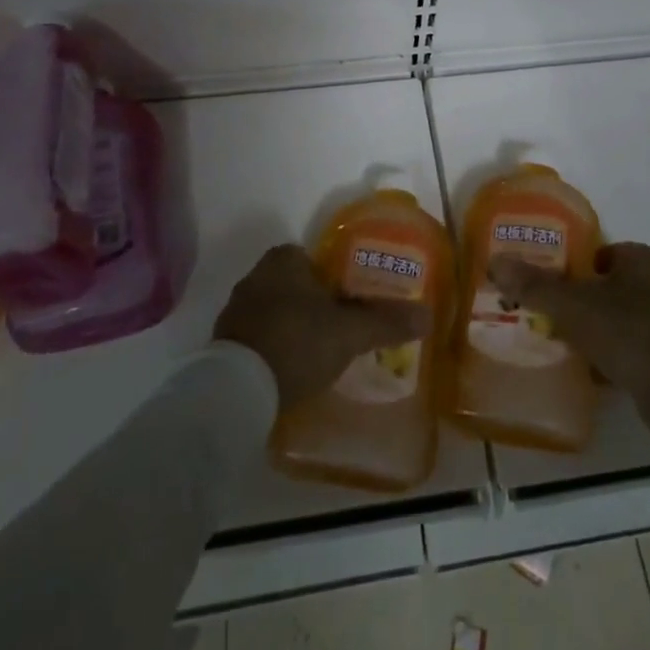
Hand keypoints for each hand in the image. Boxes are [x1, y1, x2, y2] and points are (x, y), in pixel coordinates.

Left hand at [214, 244, 429, 407]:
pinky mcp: (222, 345)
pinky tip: (288, 372)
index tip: (347, 303)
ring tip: (315, 355)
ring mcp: (234, 312)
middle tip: (336, 330)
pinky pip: (256, 339)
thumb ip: (385, 321)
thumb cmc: (298, 342)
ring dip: (290, 327)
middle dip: (310, 304)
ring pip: (272, 312)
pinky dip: (271, 349)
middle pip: (291, 285)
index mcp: (283, 261)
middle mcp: (254, 277)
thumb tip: (427, 315)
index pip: (310, 259)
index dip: (330, 279)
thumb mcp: (350, 332)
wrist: (238, 390)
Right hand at [489, 242, 649, 459]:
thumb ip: (534, 284)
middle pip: (603, 285)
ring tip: (555, 340)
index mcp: (639, 258)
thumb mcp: (573, 305)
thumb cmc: (629, 332)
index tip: (540, 283)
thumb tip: (495, 261)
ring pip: (614, 318)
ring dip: (590, 329)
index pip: (594, 252)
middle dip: (575, 299)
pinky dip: (607, 355)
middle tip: (541, 313)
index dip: (566, 266)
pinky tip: (582, 368)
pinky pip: (627, 347)